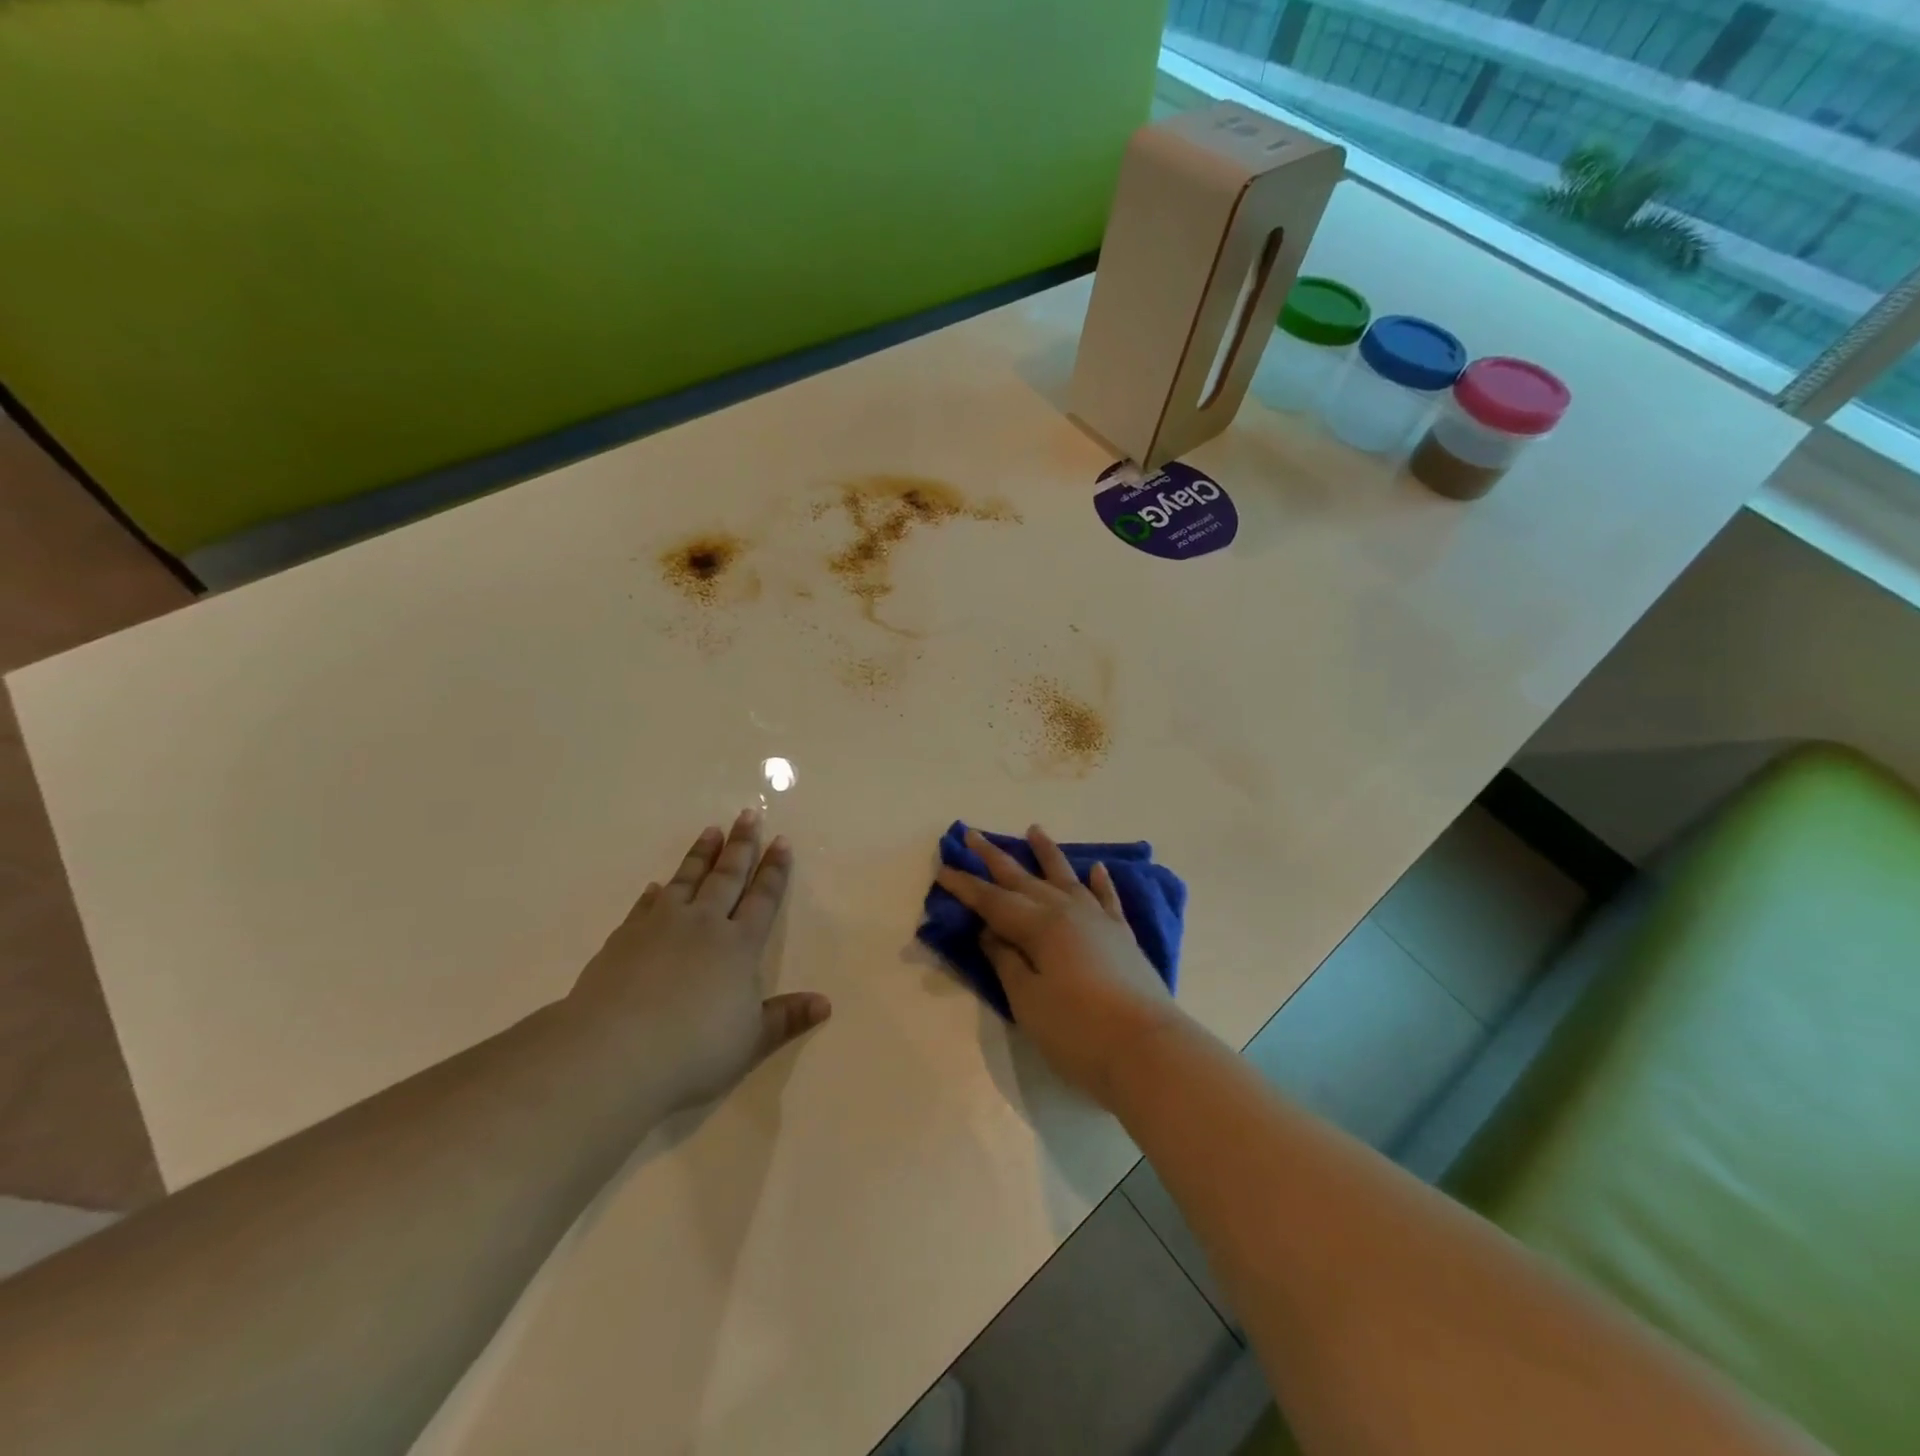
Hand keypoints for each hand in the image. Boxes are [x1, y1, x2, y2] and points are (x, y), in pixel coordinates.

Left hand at [568, 809, 829, 1109]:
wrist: (614, 1052)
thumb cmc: (693, 1049)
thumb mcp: (750, 1041)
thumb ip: (786, 1018)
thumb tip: (825, 1004)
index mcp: (738, 945)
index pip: (762, 898)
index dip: (774, 870)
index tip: (781, 841)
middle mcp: (703, 925)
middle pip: (726, 877)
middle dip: (741, 846)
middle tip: (748, 815)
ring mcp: (660, 927)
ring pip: (686, 880)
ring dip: (701, 855)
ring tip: (710, 831)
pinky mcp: (624, 938)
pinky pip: (646, 906)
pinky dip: (656, 893)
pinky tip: (657, 886)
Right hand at [936, 826, 1180, 1106]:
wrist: (1148, 1050)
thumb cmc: (1078, 1030)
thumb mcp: (1028, 1000)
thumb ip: (1006, 961)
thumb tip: (988, 931)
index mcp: (1039, 926)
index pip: (992, 900)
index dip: (965, 885)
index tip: (942, 867)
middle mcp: (1067, 912)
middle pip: (1024, 879)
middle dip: (994, 857)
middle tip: (972, 834)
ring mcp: (1099, 921)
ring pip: (1066, 878)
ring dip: (1047, 854)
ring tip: (1033, 830)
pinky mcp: (1122, 937)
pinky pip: (1107, 899)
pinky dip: (1100, 883)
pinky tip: (1096, 869)